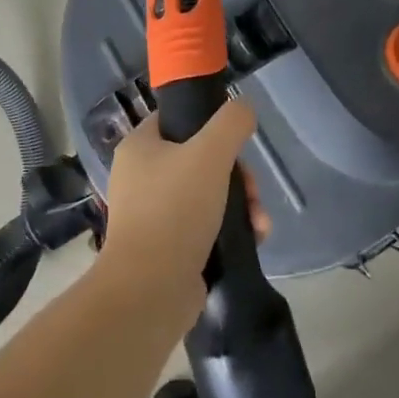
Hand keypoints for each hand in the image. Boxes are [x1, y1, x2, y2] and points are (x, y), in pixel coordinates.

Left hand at [100, 99, 257, 319]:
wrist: (150, 289)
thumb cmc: (174, 210)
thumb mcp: (210, 154)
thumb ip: (231, 123)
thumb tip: (244, 108)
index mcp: (139, 147)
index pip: (176, 118)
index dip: (210, 123)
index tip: (236, 142)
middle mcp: (141, 176)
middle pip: (200, 159)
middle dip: (238, 176)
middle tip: (254, 192)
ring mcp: (152, 213)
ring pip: (208, 194)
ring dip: (241, 205)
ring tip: (259, 224)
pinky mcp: (166, 246)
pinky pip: (204, 226)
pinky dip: (229, 230)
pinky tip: (252, 239)